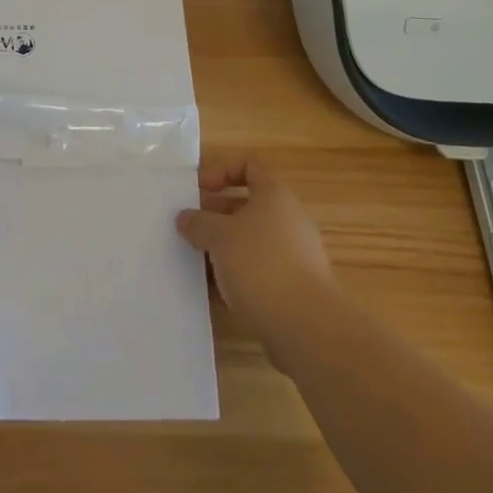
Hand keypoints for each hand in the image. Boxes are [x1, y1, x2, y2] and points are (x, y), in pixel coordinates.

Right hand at [176, 158, 335, 354]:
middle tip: (188, 228)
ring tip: (195, 261)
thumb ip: (198, 223)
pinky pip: (258, 272)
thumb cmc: (261, 264)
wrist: (307, 327)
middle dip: (215, 215)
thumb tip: (185, 218)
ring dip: (222, 249)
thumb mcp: (219, 236)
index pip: (249, 166)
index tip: (197, 189)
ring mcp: (293, 255)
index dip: (221, 171)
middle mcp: (288, 219)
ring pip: (250, 242)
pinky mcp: (292, 289)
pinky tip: (213, 293)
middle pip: (247, 206)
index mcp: (274, 195)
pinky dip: (236, 277)